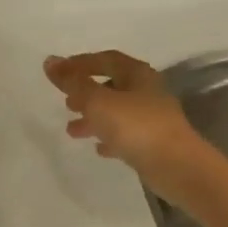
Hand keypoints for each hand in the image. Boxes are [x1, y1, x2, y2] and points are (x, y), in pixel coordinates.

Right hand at [45, 51, 214, 204]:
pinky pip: (126, 135)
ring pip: (117, 112)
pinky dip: (109, 137)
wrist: (177, 167)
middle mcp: (147, 92)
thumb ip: (72, 82)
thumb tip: (50, 61)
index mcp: (137, 74)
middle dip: (86, 93)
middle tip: (66, 102)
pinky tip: (98, 148)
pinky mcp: (154, 143)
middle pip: (112, 85)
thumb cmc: (136, 126)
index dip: (81, 63)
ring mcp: (152, 118)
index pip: (106, 59)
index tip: (59, 71)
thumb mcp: (97, 101)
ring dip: (94, 118)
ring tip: (72, 130)